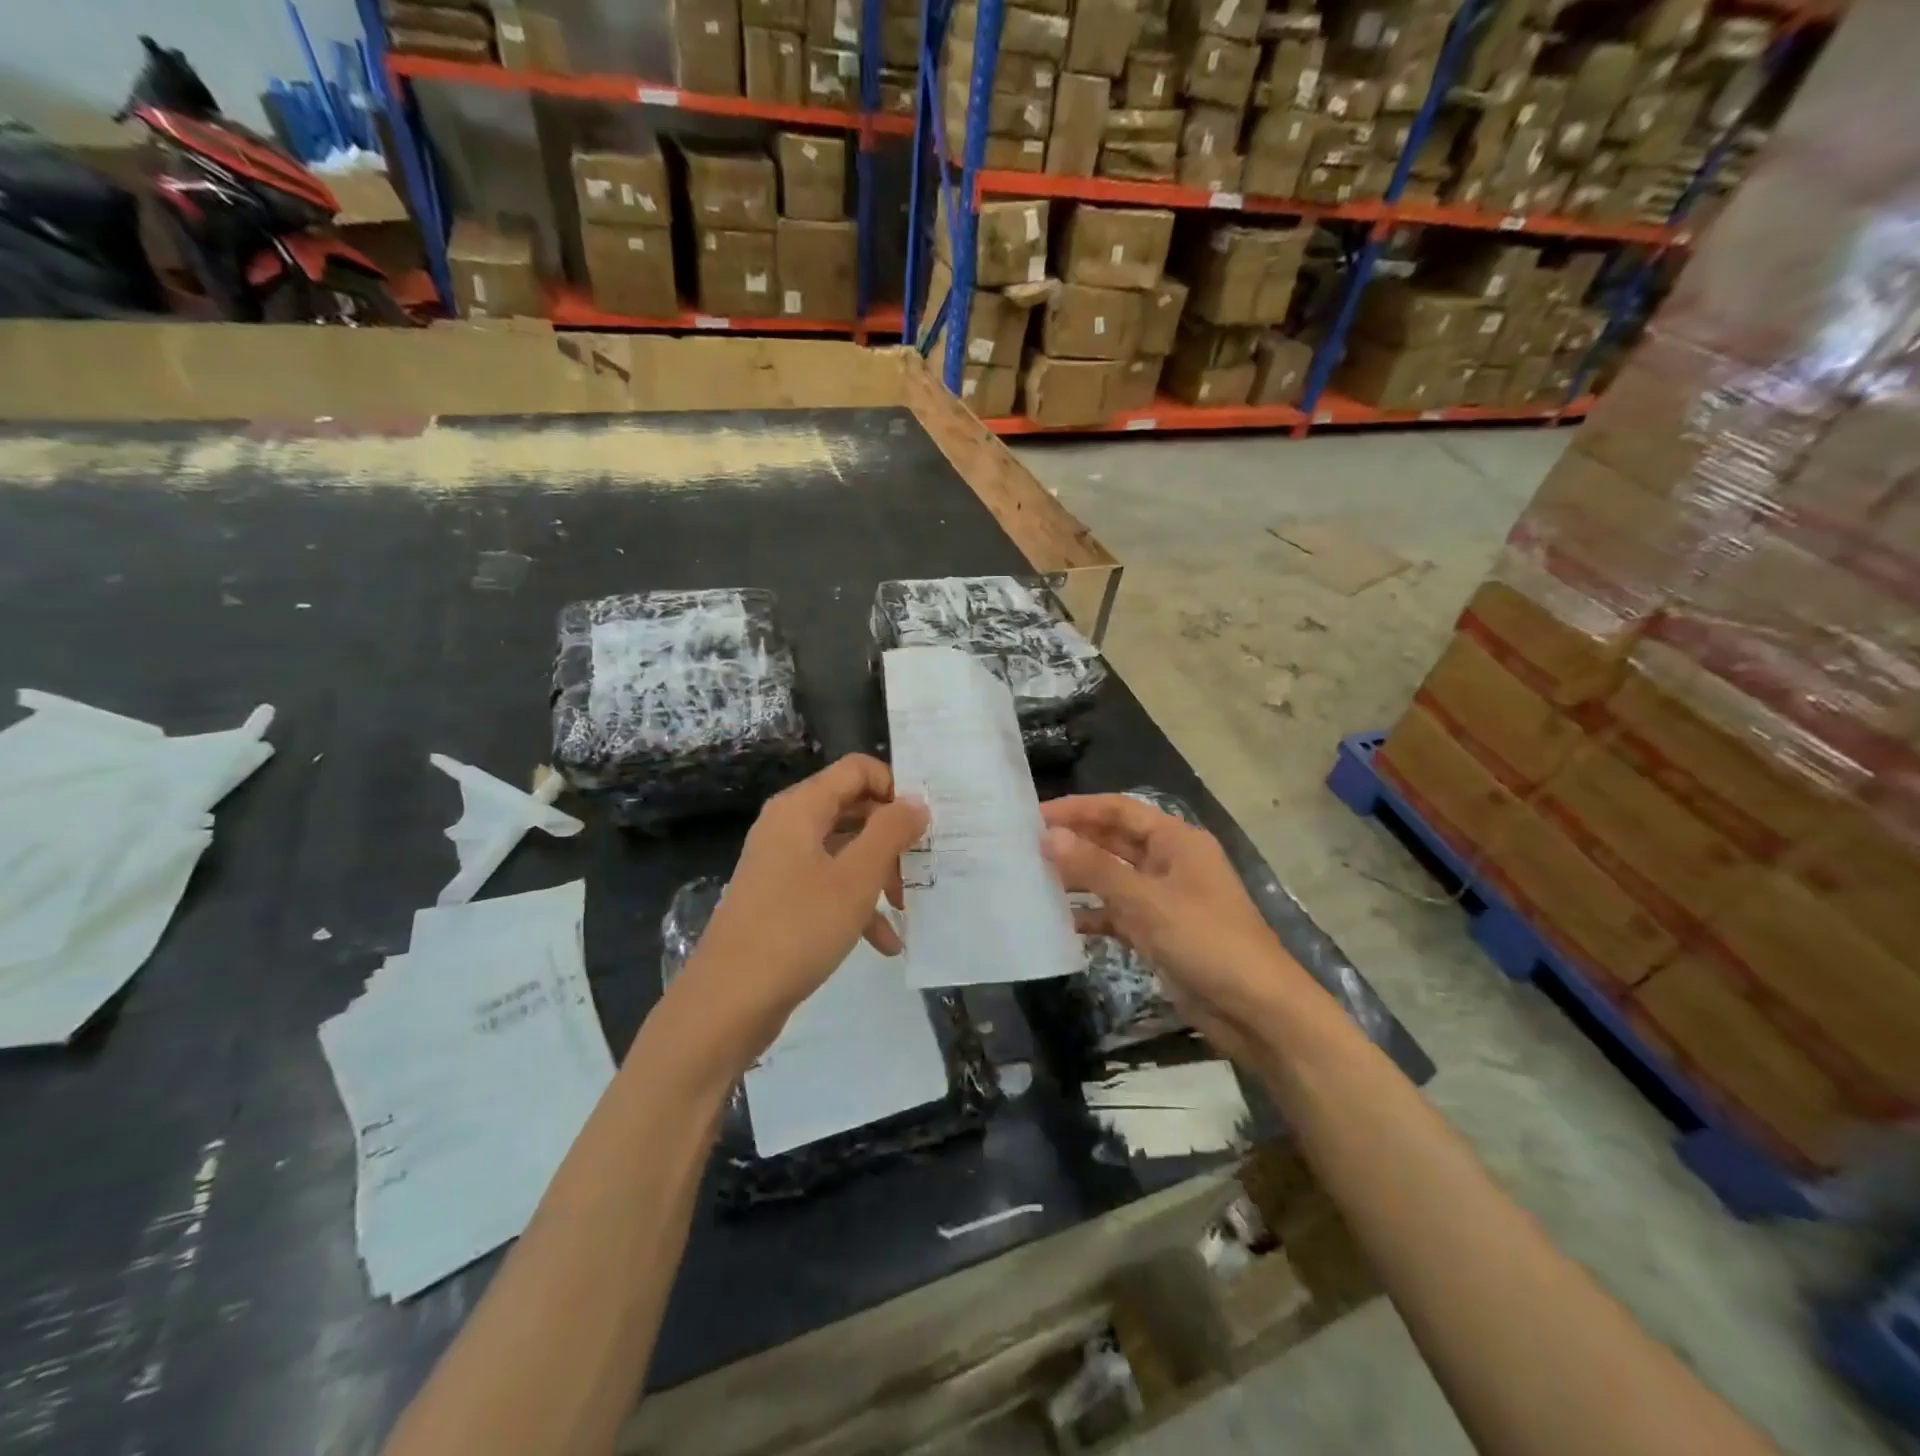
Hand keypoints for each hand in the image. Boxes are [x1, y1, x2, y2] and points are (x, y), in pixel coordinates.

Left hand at [676, 755, 928, 1069]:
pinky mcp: (780, 899)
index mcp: (801, 808)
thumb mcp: (856, 877)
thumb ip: (891, 832)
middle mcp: (788, 826)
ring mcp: (781, 864)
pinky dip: (856, 905)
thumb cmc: (798, 928)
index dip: (894, 788)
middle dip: (891, 837)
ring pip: (844, 851)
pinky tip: (884, 942)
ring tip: (906, 908)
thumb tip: (916, 802)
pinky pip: (827, 886)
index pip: (857, 770)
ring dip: (879, 875)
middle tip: (922, 866)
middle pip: (853, 809)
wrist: (730, 1000)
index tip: (923, 824)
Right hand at [1040, 795, 1306, 1060]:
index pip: (1118, 810)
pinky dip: (1093, 915)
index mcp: (1176, 841)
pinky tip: (1061, 922)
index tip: (1034, 816)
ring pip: (1113, 879)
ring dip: (1078, 879)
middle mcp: (1169, 863)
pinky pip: (1118, 914)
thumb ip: (1095, 868)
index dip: (1077, 809)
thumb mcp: (1146, 901)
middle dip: (1074, 842)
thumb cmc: (1206, 941)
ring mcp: (1164, 900)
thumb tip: (1048, 836)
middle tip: (1025, 847)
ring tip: (1032, 879)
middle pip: (1114, 842)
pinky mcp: (1159, 933)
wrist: (1257, 1010)